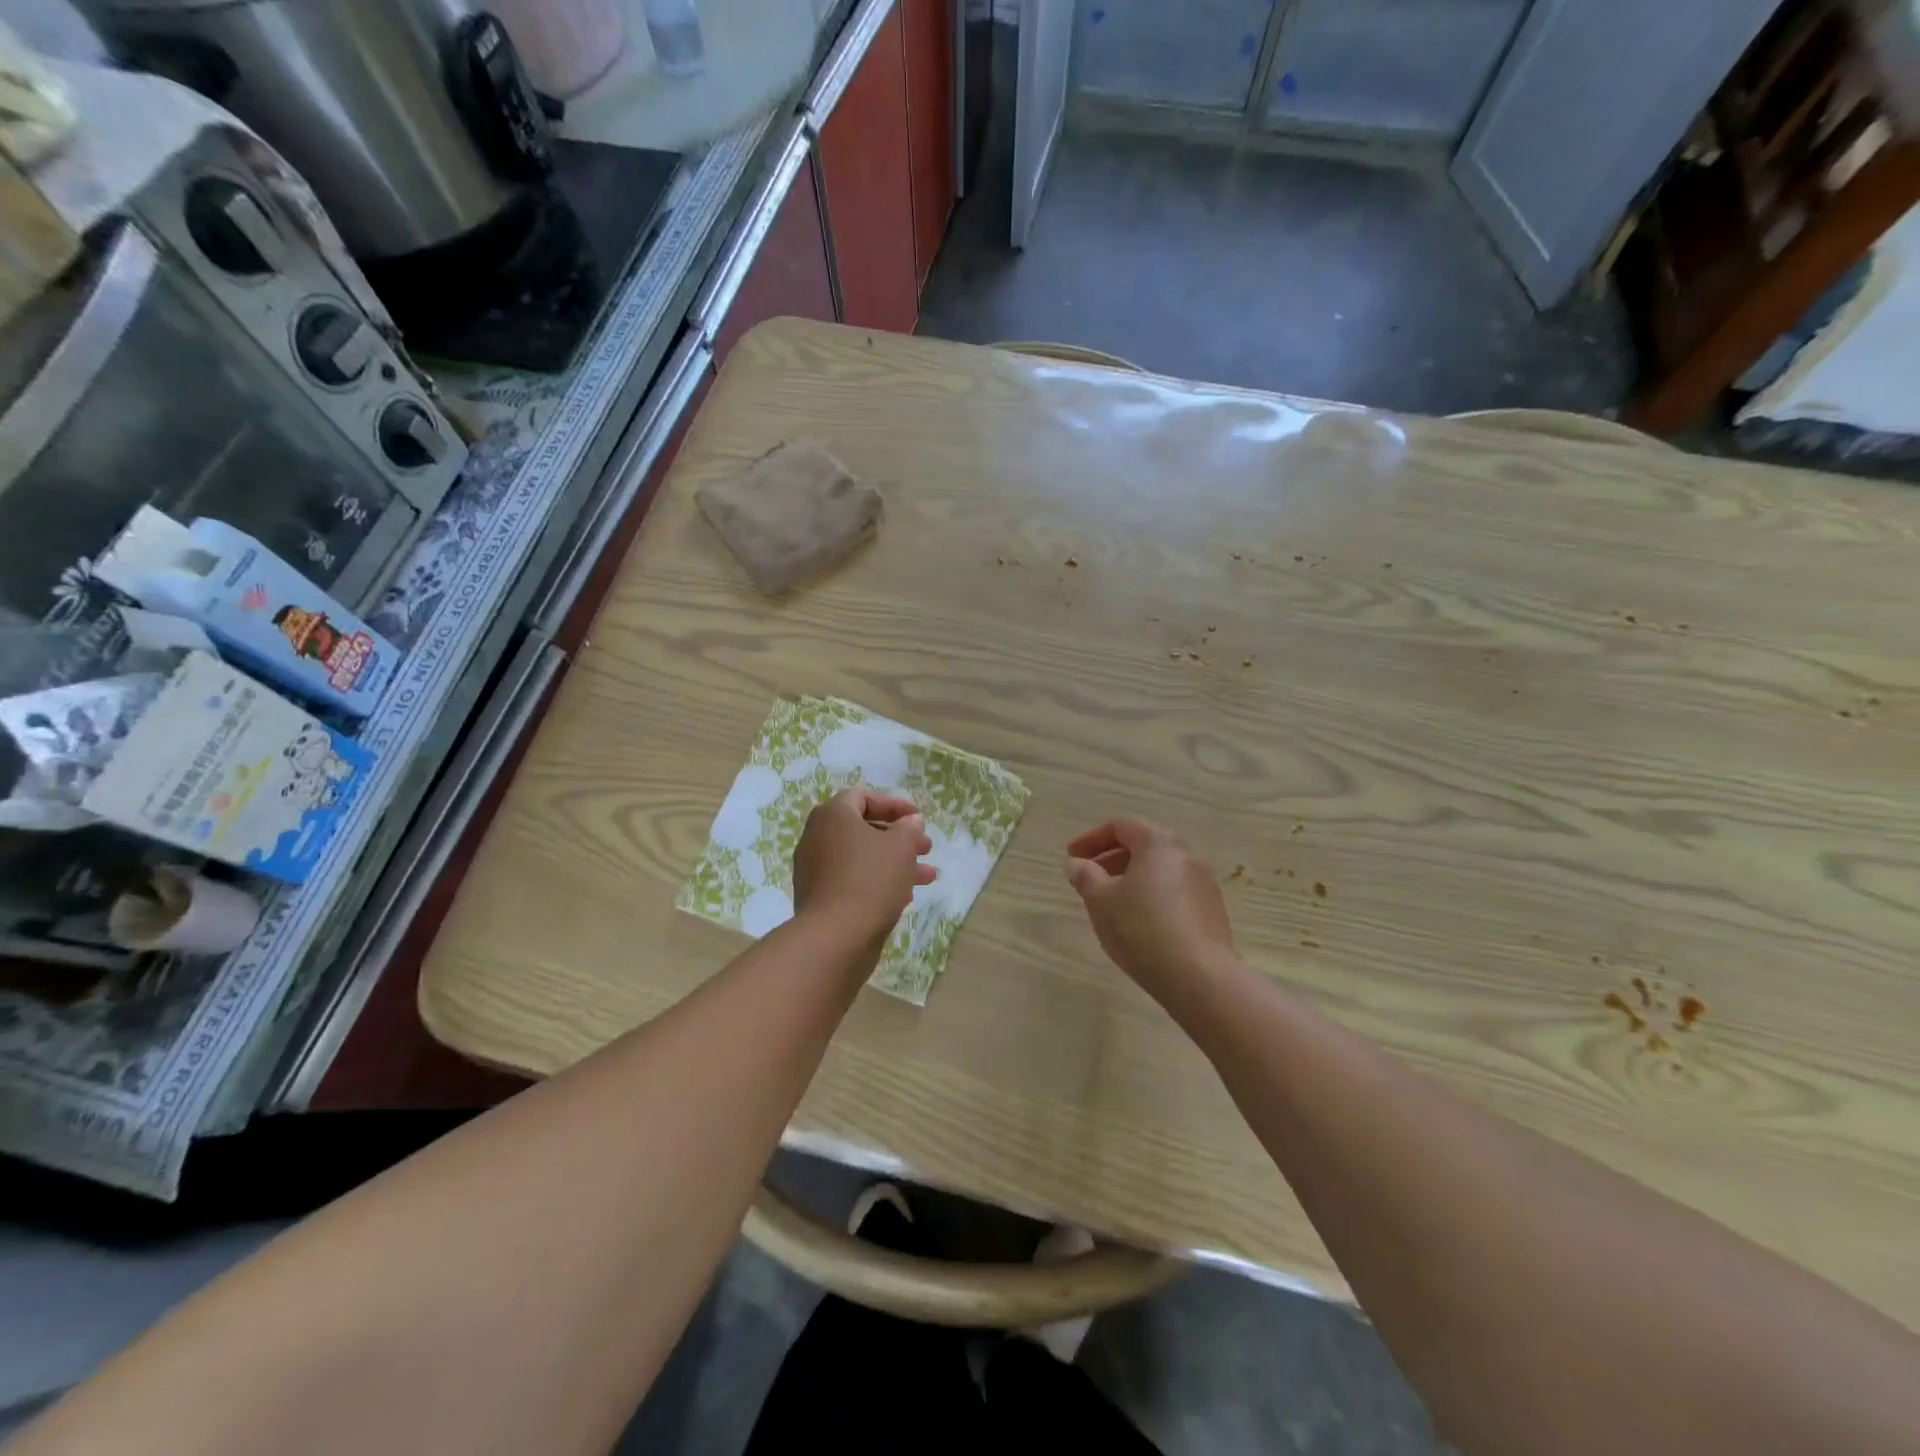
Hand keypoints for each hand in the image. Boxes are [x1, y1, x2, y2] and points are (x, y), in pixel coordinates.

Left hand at [793, 789, 936, 945]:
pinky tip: (905, 895)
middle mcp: (817, 837)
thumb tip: (910, 821)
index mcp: (832, 816)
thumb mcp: (901, 846)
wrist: (835, 936)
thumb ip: (909, 828)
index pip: (863, 797)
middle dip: (899, 837)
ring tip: (927, 876)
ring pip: (862, 857)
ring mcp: (816, 869)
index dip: (894, 804)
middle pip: (864, 829)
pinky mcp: (820, 897)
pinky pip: (853, 879)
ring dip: (895, 863)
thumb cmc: (871, 879)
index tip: (918, 817)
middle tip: (926, 847)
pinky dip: (878, 881)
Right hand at [1065, 817, 1234, 1002]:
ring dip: (1131, 879)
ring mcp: (1204, 883)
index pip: (1120, 826)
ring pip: (1159, 870)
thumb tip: (1077, 864)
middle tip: (1088, 878)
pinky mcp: (1212, 910)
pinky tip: (1138, 923)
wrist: (1200, 978)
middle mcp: (1186, 854)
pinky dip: (1151, 896)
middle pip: (1143, 845)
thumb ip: (1085, 876)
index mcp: (1158, 843)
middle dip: (1111, 858)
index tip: (1071, 858)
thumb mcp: (1100, 901)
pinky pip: (1174, 891)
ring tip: (1110, 903)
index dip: (1091, 839)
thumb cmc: (1142, 929)